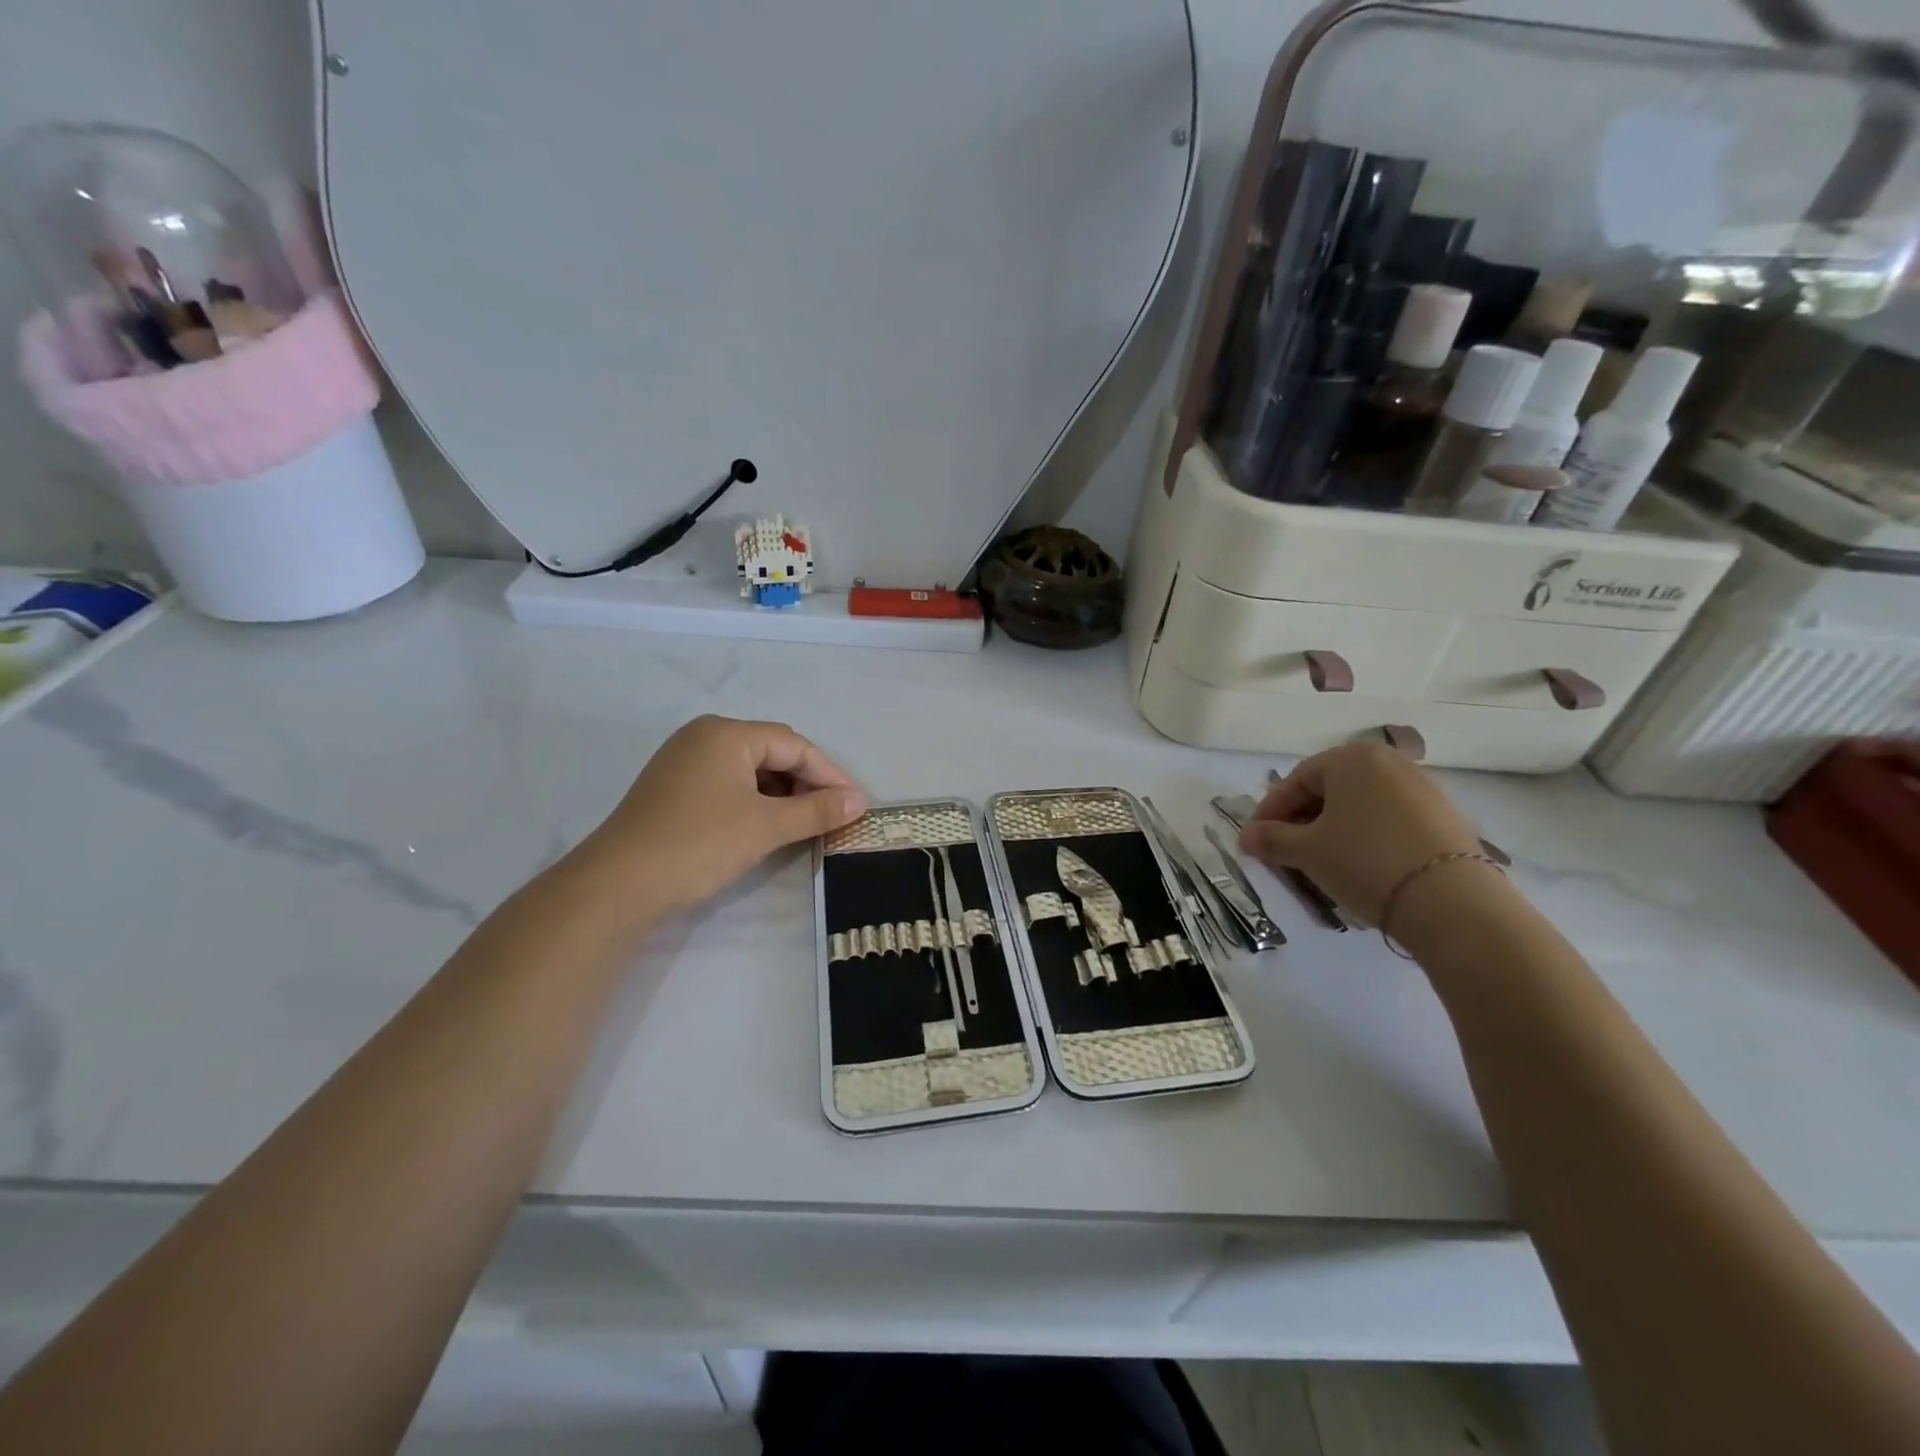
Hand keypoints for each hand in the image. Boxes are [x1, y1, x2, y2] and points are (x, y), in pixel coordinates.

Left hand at [571, 715, 865, 918]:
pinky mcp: (674, 788)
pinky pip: (728, 784)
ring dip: (782, 794)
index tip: (856, 805)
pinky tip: (767, 826)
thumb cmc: (699, 844)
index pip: (794, 745)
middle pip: (772, 752)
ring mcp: (684, 761)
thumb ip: (817, 810)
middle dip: (807, 783)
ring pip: (750, 770)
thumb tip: (859, 802)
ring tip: (806, 823)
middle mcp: (704, 736)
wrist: (617, 885)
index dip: (830, 775)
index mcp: (727, 733)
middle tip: (834, 815)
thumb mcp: (766, 827)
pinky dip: (755, 802)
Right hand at [1239, 743, 1484, 925]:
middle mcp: (1390, 762)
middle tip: (1286, 851)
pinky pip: (1391, 820)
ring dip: (1334, 829)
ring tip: (1321, 861)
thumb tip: (1246, 836)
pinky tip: (1361, 866)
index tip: (1257, 839)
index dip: (1271, 810)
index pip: (1297, 779)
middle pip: (1331, 789)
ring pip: (1361, 805)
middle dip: (1303, 819)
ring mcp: (1424, 789)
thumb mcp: (1307, 851)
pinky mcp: (1446, 818)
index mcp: (1352, 758)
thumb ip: (1271, 839)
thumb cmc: (1364, 861)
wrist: (1452, 903)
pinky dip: (1367, 837)